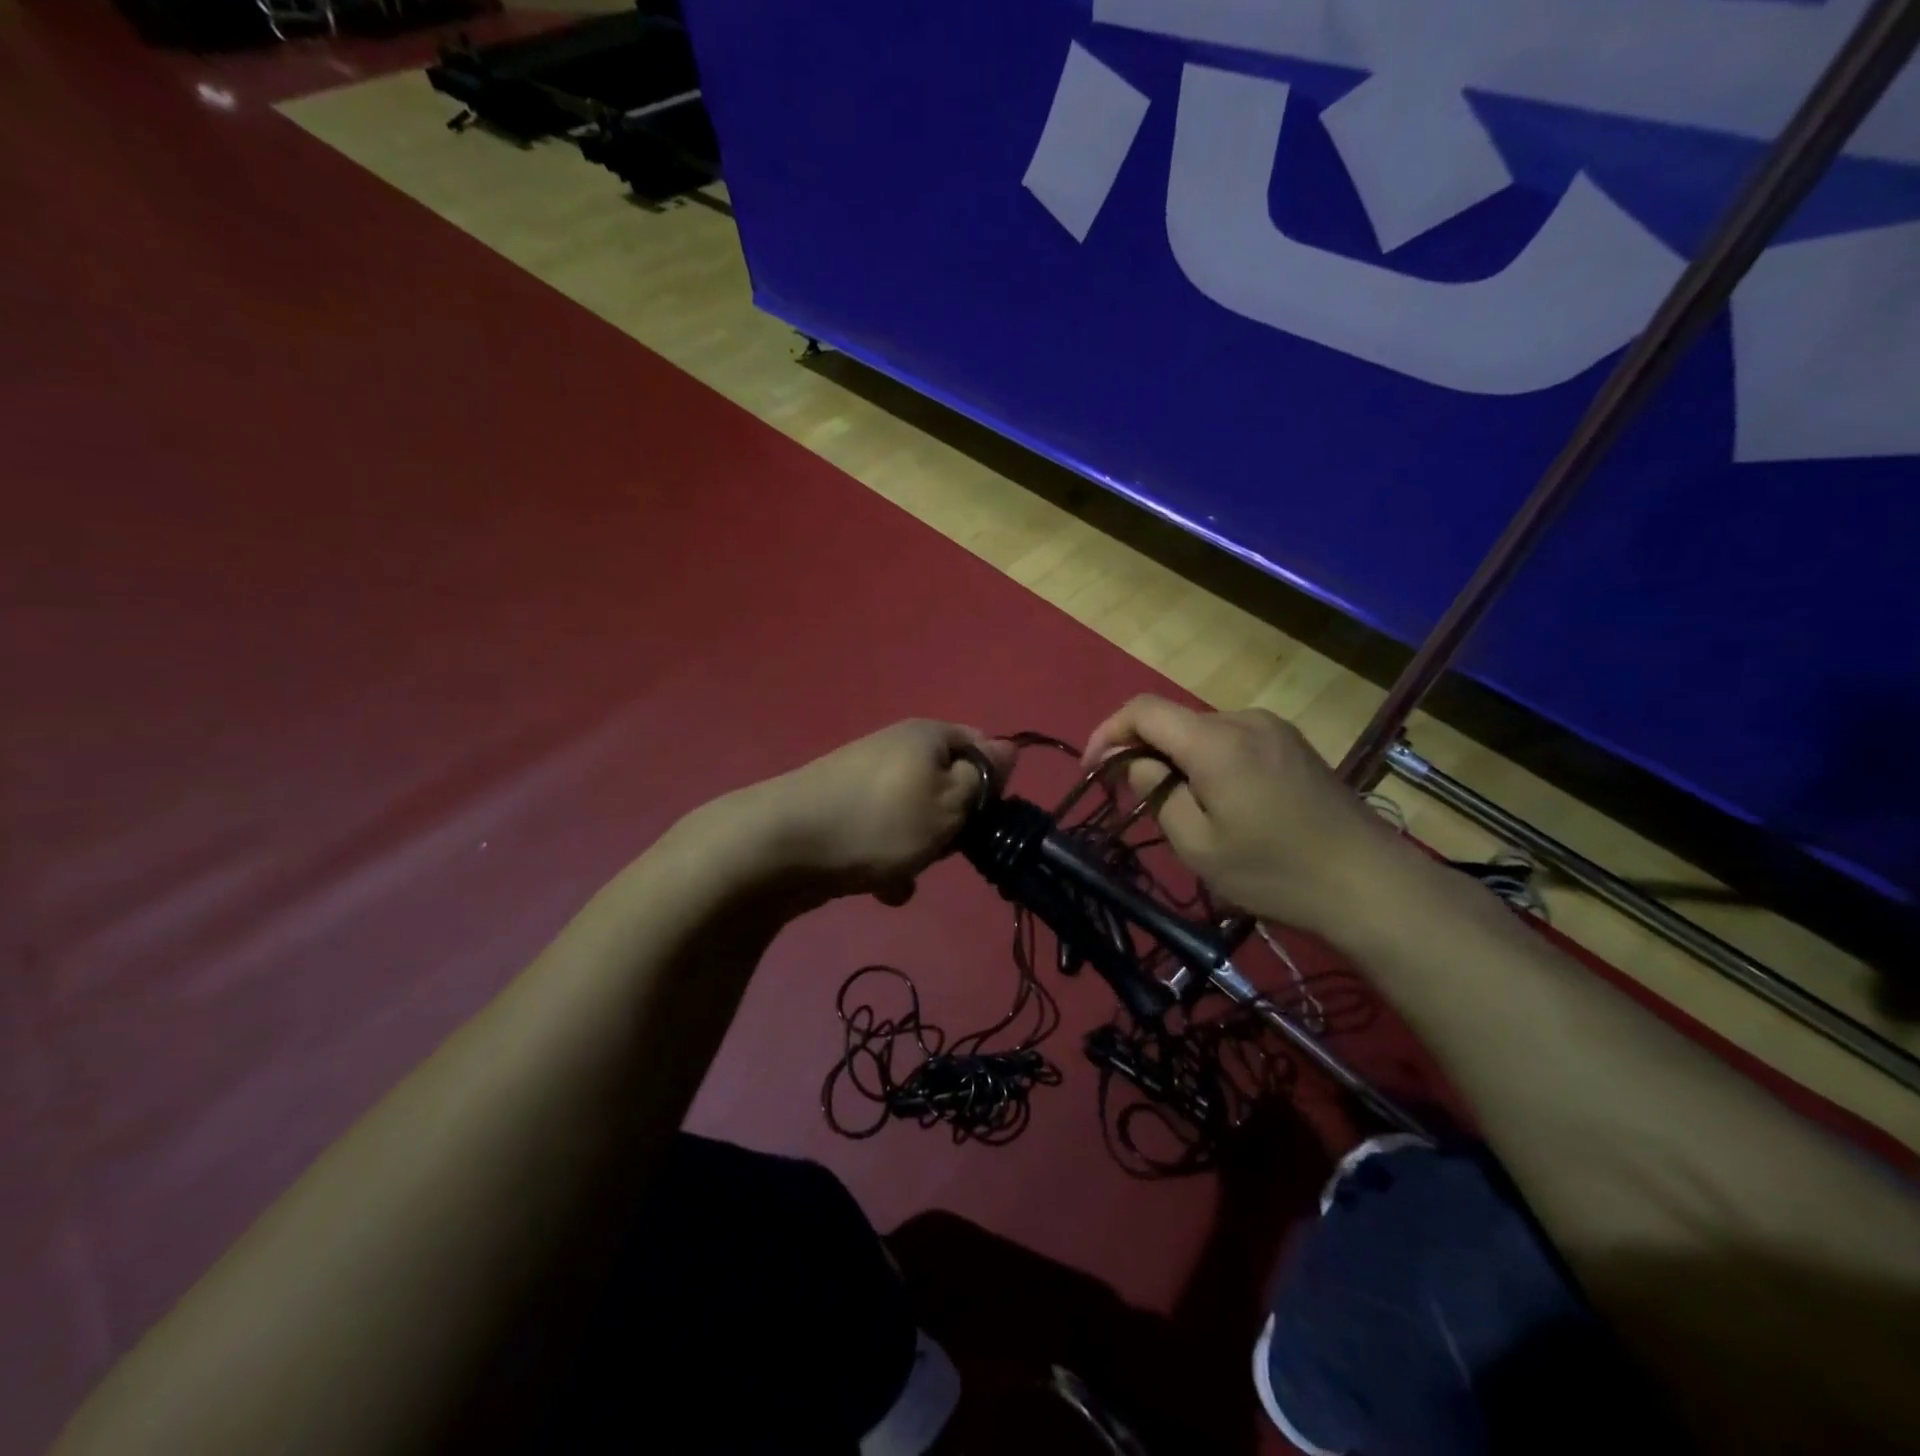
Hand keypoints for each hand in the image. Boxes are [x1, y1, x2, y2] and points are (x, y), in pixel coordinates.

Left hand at [735, 720, 1013, 904]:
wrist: (780, 846)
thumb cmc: (881, 822)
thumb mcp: (949, 803)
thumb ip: (984, 778)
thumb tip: (1009, 750)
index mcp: (927, 735)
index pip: (983, 746)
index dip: (993, 784)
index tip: (987, 819)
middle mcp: (896, 747)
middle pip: (948, 784)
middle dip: (953, 822)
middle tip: (947, 848)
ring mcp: (864, 778)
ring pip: (915, 816)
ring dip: (920, 848)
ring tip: (908, 871)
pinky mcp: (840, 810)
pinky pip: (881, 833)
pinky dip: (887, 858)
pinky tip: (881, 886)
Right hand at [1082, 696, 1405, 941]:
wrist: (1369, 883)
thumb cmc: (1274, 871)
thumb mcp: (1198, 844)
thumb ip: (1156, 792)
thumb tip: (1135, 762)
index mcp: (1216, 741)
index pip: (1143, 711)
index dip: (1108, 733)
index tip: (1095, 770)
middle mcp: (1244, 720)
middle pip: (1173, 720)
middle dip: (1142, 751)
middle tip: (1130, 798)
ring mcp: (1273, 729)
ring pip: (1202, 731)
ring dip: (1176, 758)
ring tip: (1176, 806)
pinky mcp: (1292, 744)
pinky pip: (1232, 740)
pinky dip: (1207, 760)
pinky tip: (1219, 800)